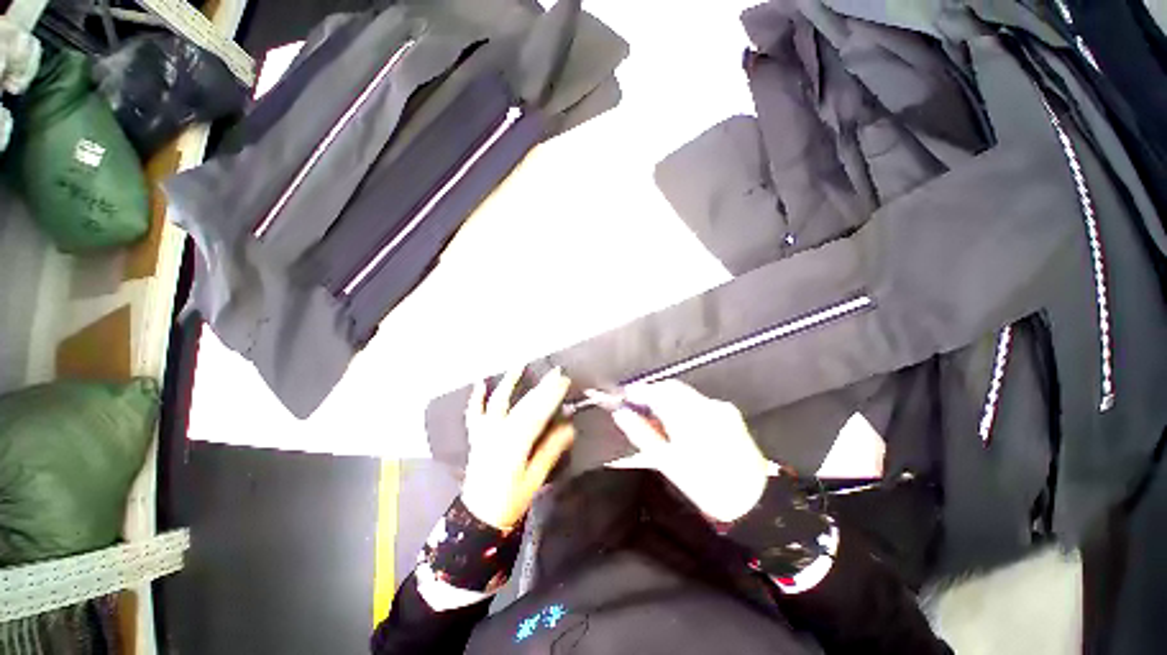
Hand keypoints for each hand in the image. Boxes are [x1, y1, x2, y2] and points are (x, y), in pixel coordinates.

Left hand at [460, 368, 574, 530]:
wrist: (478, 518)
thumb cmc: (510, 501)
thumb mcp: (535, 478)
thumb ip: (550, 450)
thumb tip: (569, 427)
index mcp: (516, 444)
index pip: (538, 413)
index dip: (552, 395)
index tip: (564, 380)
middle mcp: (499, 433)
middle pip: (523, 405)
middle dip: (541, 387)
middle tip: (556, 372)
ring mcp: (485, 433)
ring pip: (498, 402)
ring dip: (509, 382)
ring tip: (519, 365)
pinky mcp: (477, 437)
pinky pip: (474, 413)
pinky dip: (477, 398)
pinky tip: (480, 383)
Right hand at [610, 380, 770, 521]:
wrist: (755, 502)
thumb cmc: (705, 486)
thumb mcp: (667, 463)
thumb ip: (642, 434)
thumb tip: (621, 414)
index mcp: (690, 418)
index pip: (657, 392)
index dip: (638, 391)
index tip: (624, 396)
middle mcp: (706, 405)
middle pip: (671, 387)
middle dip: (651, 392)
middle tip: (636, 406)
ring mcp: (720, 406)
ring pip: (684, 392)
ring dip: (666, 397)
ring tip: (654, 415)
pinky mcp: (729, 412)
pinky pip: (697, 400)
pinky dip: (682, 404)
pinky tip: (677, 420)